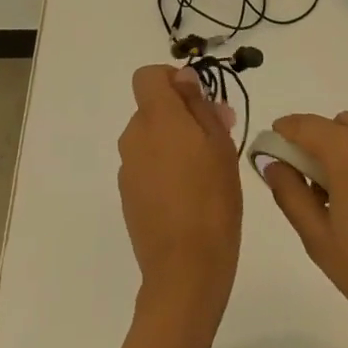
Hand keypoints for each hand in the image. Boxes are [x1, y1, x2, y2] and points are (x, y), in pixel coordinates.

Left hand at [116, 65, 242, 324]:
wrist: (185, 272)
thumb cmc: (212, 201)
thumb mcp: (220, 146)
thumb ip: (200, 106)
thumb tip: (184, 79)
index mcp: (156, 117)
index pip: (147, 76)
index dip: (171, 79)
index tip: (198, 99)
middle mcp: (134, 136)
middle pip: (152, 108)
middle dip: (182, 114)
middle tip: (218, 137)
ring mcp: (127, 168)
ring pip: (151, 137)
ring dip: (175, 142)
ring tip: (208, 171)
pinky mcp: (127, 196)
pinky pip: (146, 165)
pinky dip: (164, 168)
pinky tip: (189, 195)